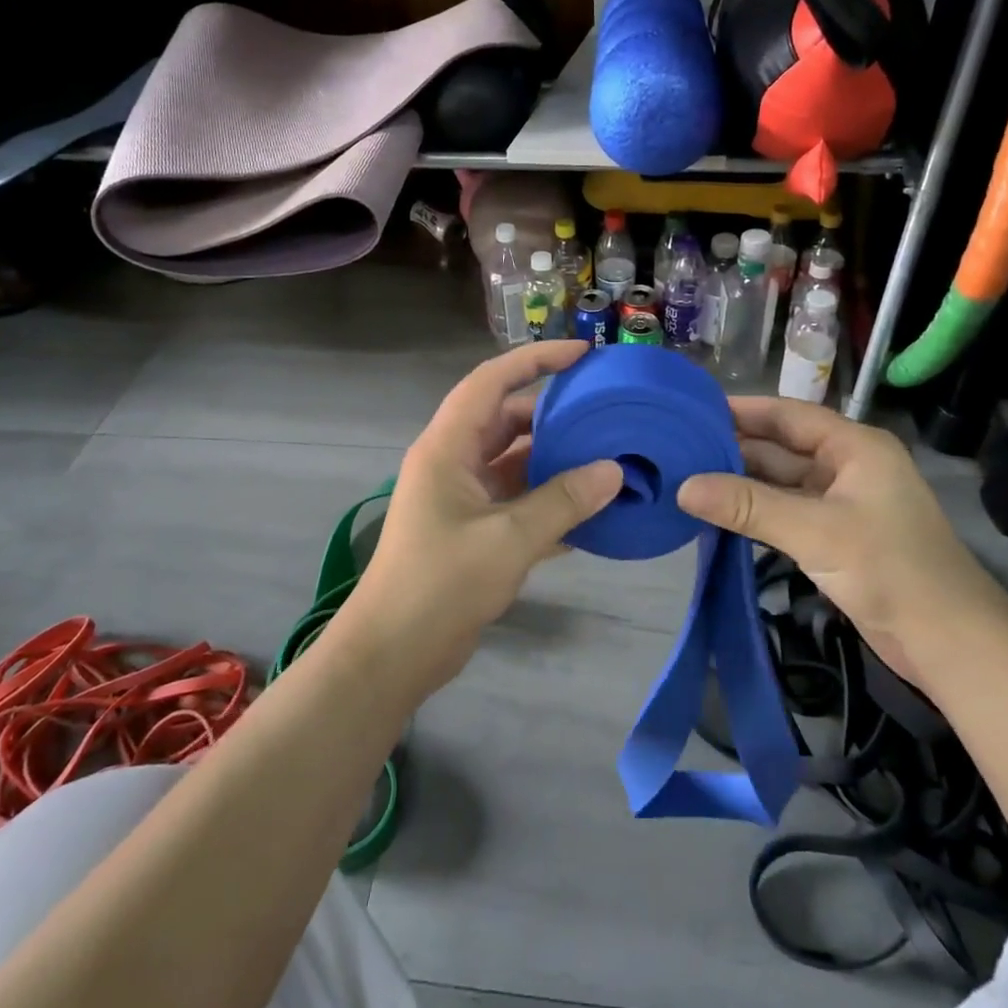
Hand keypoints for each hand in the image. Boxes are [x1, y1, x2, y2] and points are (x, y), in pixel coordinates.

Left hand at [340, 341, 622, 696]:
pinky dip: (548, 499)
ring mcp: (461, 496)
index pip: (492, 381)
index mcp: (448, 446)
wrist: (393, 652)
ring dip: (555, 460)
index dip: (536, 360)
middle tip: (607, 410)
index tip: (584, 354)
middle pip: (507, 419)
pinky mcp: (471, 529)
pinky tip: (591, 511)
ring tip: (609, 458)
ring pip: (514, 461)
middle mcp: (453, 461)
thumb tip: (614, 471)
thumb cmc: (441, 584)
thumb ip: (562, 501)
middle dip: (555, 413)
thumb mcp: (508, 540)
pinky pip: (516, 498)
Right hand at [675, 397, 1007, 694]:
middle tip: (677, 450)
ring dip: (740, 485)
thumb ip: (748, 506)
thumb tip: (683, 487)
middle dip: (733, 449)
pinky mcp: (835, 539)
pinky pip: (784, 514)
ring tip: (686, 480)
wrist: (950, 644)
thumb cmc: (890, 569)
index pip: (788, 415)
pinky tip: (717, 516)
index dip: (742, 410)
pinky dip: (754, 514)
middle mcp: (847, 467)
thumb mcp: (815, 531)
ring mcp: (841, 505)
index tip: (693, 410)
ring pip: (780, 484)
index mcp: (855, 447)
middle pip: (781, 449)